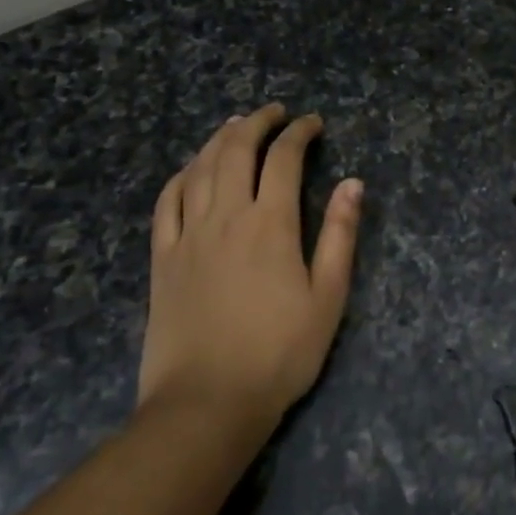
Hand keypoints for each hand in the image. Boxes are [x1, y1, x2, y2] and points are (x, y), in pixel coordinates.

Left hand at [142, 104, 362, 429]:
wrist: (207, 402)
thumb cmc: (279, 353)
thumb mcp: (327, 298)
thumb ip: (339, 236)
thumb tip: (353, 183)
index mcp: (270, 224)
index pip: (284, 158)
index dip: (299, 133)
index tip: (313, 123)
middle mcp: (226, 216)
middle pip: (236, 150)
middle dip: (256, 122)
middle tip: (274, 112)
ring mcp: (188, 235)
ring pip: (199, 168)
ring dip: (218, 139)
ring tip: (234, 125)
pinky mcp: (162, 258)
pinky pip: (166, 202)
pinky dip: (180, 175)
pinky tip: (190, 170)